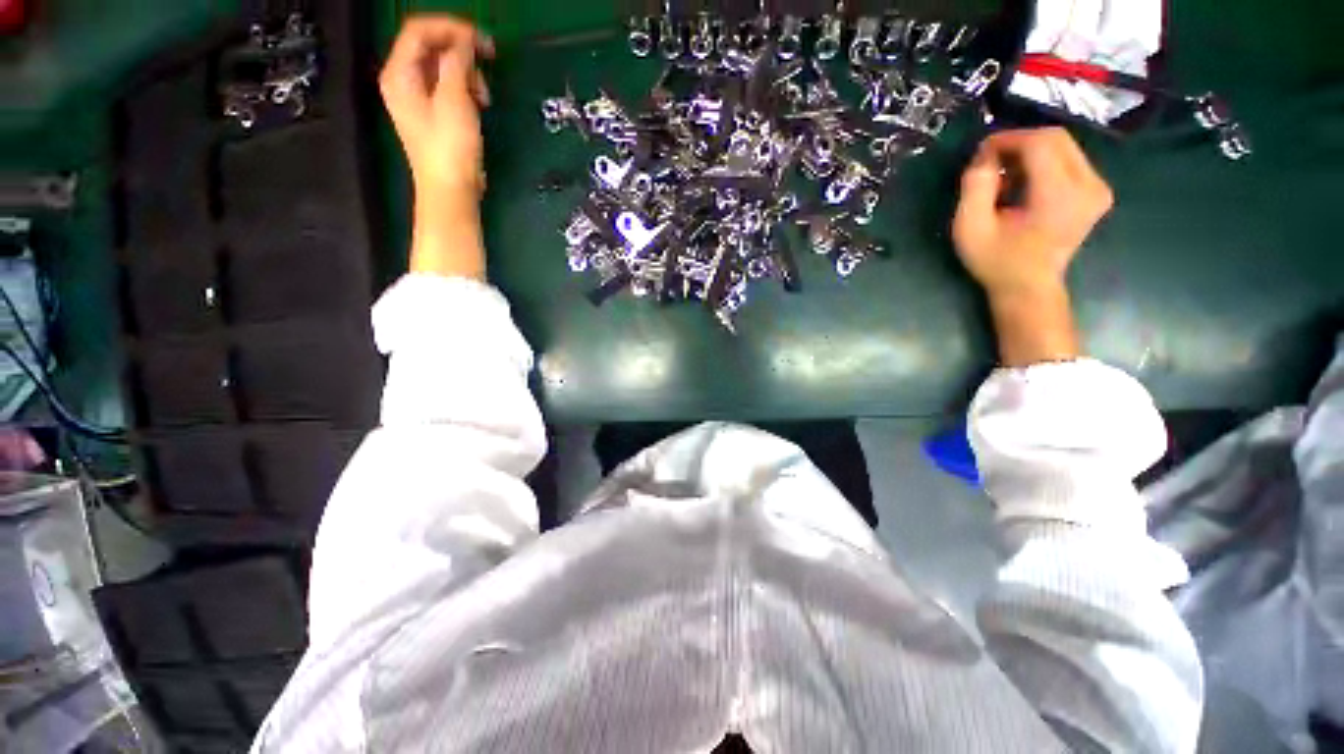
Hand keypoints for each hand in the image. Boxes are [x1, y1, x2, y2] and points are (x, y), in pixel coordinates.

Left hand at [380, 15, 493, 199]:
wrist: (450, 190)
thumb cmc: (450, 147)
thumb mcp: (454, 99)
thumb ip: (457, 63)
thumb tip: (465, 42)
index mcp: (400, 73)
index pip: (419, 31)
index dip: (450, 28)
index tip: (480, 39)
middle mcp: (403, 80)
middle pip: (430, 47)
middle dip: (461, 51)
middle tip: (488, 60)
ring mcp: (417, 98)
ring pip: (442, 67)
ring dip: (466, 73)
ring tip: (483, 94)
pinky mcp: (432, 114)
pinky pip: (447, 87)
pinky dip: (464, 88)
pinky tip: (479, 103)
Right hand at [953, 127, 1112, 298]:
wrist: (1029, 288)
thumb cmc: (996, 261)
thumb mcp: (969, 229)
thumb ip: (975, 188)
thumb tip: (984, 157)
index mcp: (1059, 196)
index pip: (1041, 143)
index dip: (1008, 139)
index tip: (982, 152)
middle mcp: (1089, 185)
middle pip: (1057, 138)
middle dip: (1019, 141)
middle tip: (991, 160)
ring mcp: (1098, 188)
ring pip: (1064, 146)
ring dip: (1030, 151)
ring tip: (1004, 175)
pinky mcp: (1097, 191)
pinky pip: (1070, 159)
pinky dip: (1043, 162)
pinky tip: (1023, 182)